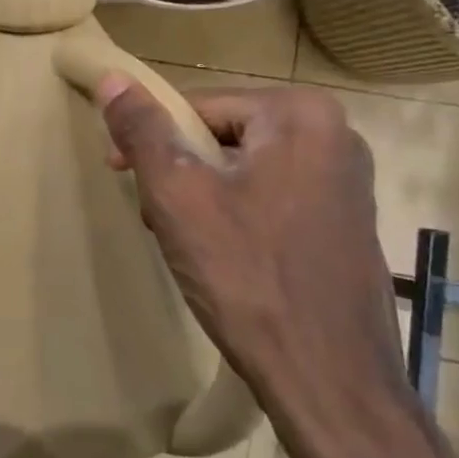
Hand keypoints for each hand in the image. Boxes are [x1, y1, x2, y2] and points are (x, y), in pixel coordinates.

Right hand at [94, 76, 411, 457]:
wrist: (328, 380)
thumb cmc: (246, 277)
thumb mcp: (178, 196)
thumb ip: (143, 131)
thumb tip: (112, 78)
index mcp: (301, 115)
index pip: (198, 108)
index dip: (151, 140)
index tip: (122, 176)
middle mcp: (335, 136)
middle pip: (223, 137)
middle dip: (179, 173)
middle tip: (156, 219)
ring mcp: (346, 183)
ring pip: (243, 171)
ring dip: (202, 198)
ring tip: (185, 244)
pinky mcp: (345, 224)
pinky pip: (271, 200)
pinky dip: (236, 218)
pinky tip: (222, 259)